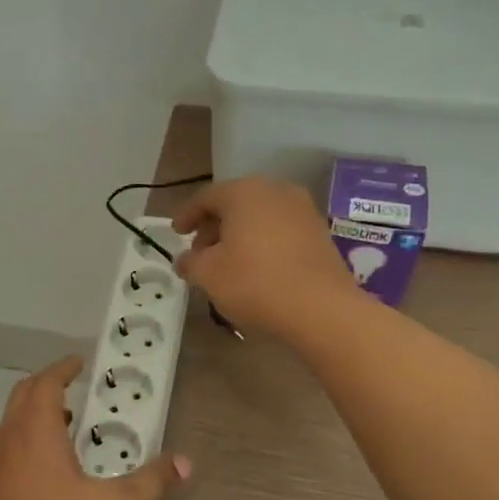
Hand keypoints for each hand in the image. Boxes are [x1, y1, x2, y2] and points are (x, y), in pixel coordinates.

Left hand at [0, 356, 188, 499]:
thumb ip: (150, 482)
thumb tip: (185, 462)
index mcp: (36, 429)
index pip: (46, 382)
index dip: (63, 369)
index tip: (81, 363)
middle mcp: (11, 436)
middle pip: (25, 393)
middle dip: (49, 384)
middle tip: (75, 386)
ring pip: (14, 419)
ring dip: (38, 411)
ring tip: (70, 423)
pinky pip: (10, 443)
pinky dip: (29, 435)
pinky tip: (53, 465)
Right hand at [173, 177, 358, 339]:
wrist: (322, 308)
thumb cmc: (256, 283)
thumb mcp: (208, 275)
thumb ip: (190, 262)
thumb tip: (185, 260)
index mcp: (244, 193)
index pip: (206, 197)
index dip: (187, 215)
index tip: (176, 233)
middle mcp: (275, 191)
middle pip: (235, 203)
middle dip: (213, 225)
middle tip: (200, 250)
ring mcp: (303, 210)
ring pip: (259, 216)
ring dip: (239, 234)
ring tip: (227, 262)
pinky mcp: (320, 232)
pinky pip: (281, 230)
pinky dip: (263, 242)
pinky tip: (256, 267)